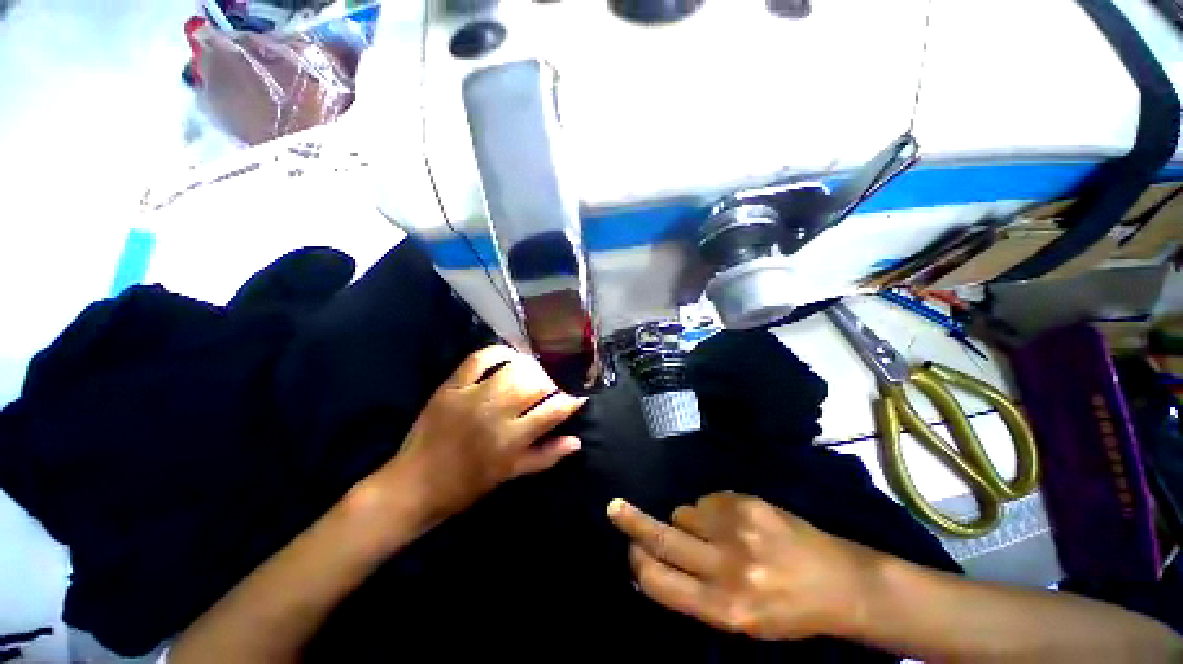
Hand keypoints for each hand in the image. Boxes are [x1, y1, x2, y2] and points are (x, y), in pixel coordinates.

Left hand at [384, 345, 585, 525]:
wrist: (414, 484)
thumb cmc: (467, 486)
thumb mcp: (510, 476)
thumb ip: (546, 456)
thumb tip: (577, 441)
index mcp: (511, 439)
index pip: (553, 410)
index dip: (572, 401)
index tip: (579, 397)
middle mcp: (495, 412)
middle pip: (537, 384)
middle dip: (553, 383)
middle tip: (553, 388)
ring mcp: (472, 395)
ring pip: (514, 368)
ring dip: (531, 368)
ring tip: (534, 374)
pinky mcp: (452, 385)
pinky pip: (479, 358)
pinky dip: (498, 352)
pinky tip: (510, 356)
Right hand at [607, 492, 876, 640]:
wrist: (839, 581)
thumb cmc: (785, 609)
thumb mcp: (739, 619)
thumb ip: (693, 594)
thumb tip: (651, 568)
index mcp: (723, 608)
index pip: (661, 583)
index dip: (639, 564)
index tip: (628, 549)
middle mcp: (727, 568)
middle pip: (663, 539)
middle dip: (632, 522)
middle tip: (614, 508)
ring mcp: (737, 530)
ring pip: (684, 512)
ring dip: (688, 520)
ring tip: (716, 533)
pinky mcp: (746, 503)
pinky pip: (707, 499)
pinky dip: (710, 510)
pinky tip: (735, 522)